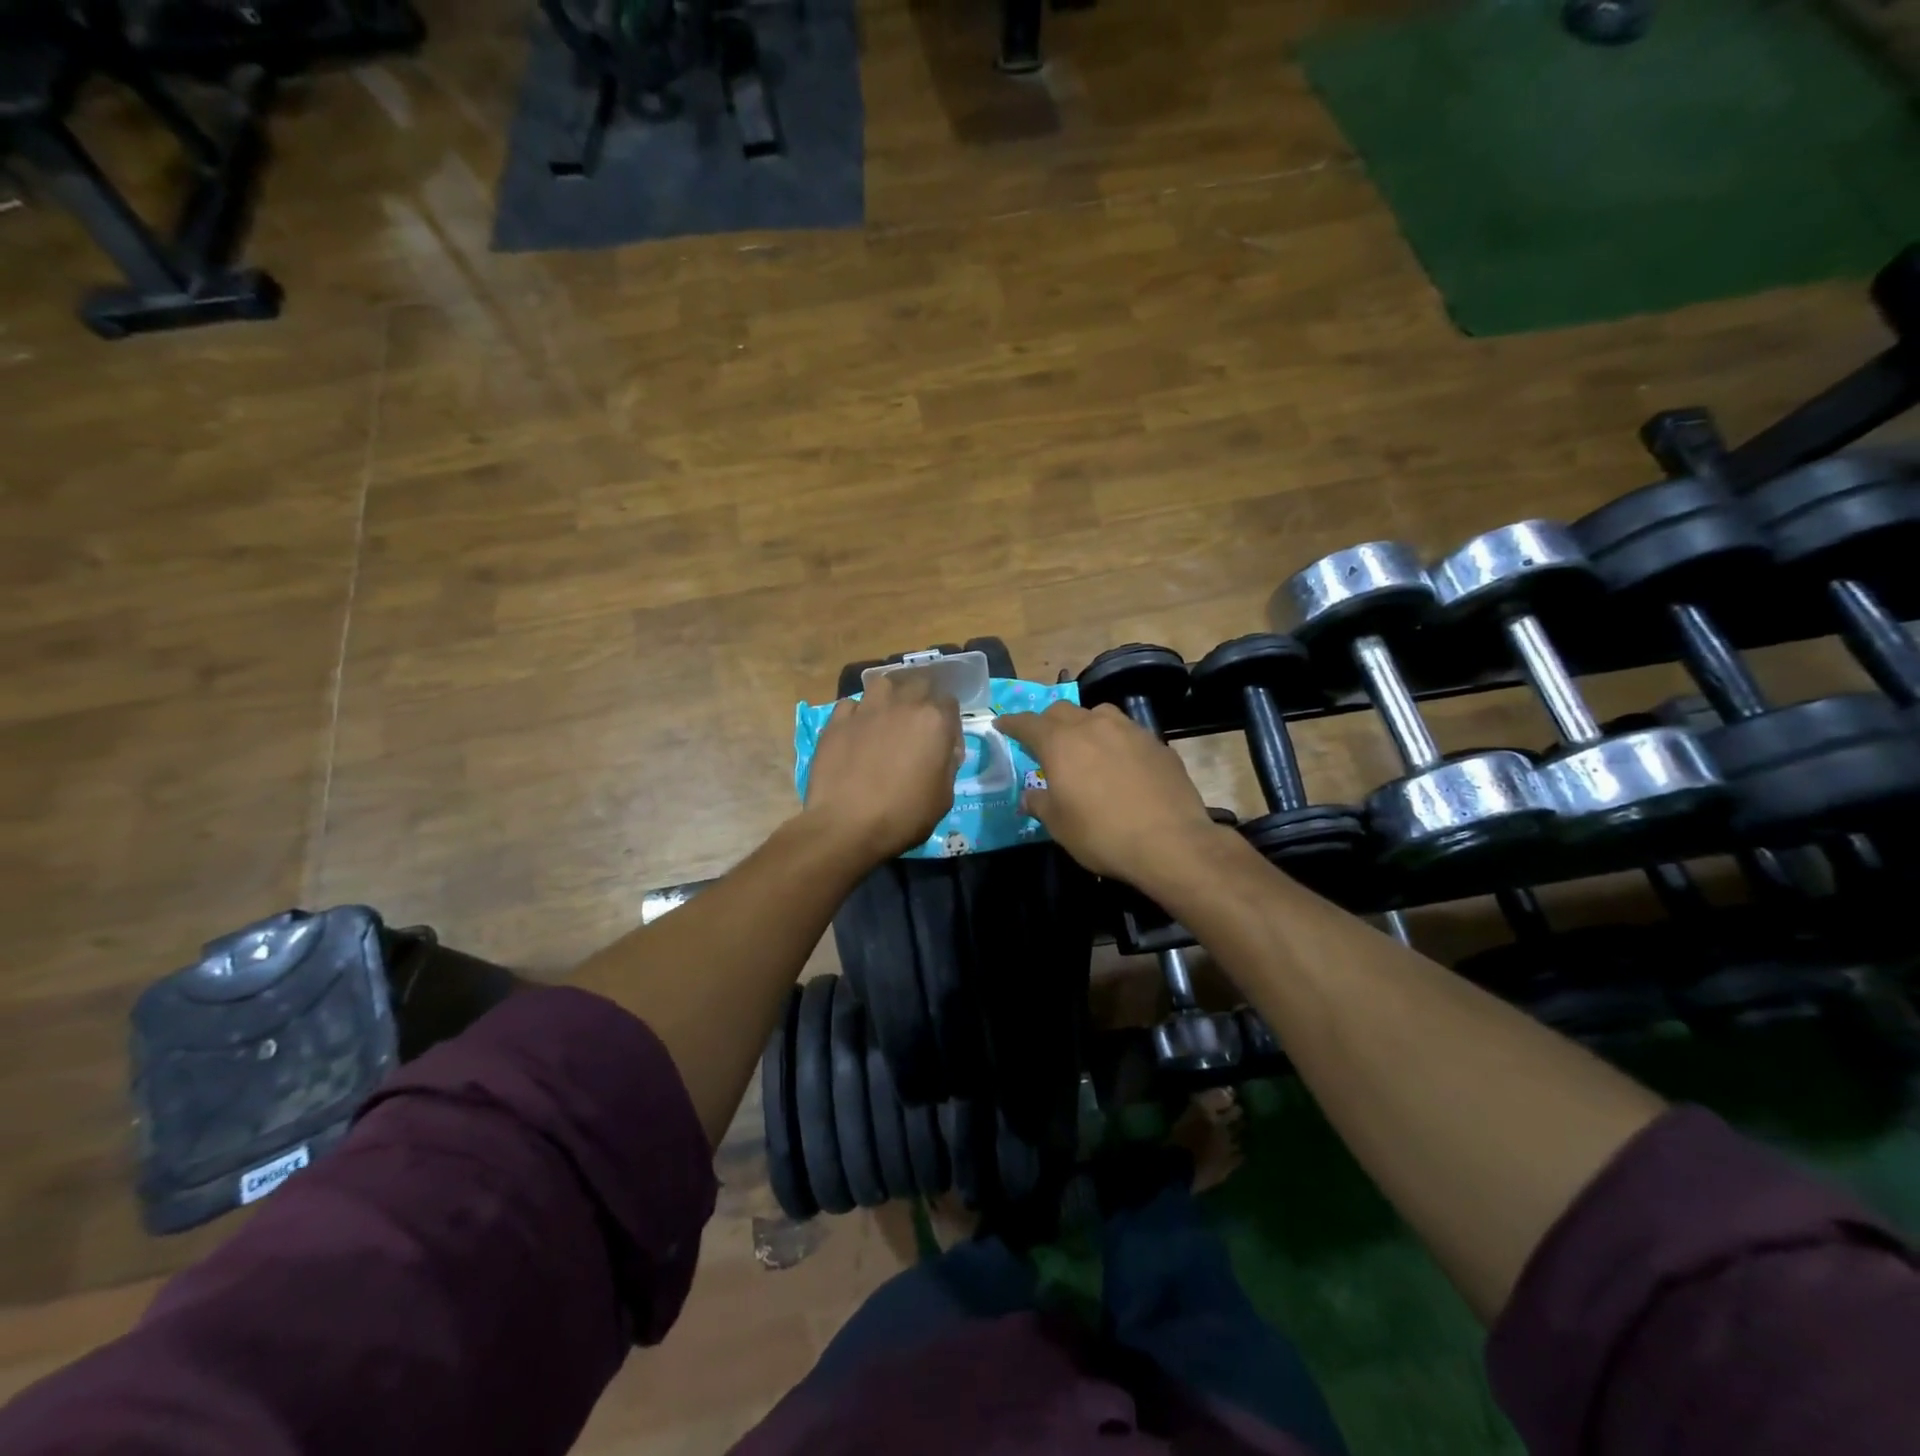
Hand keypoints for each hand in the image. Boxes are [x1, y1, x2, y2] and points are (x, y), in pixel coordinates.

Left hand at [805, 673, 962, 863]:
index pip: (950, 703)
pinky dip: (856, 713)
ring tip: (886, 717)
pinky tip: (856, 731)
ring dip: (889, 696)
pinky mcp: (837, 721)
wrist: (847, 826)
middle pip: (918, 683)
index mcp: (934, 721)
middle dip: (921, 699)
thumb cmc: (904, 816)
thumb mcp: (944, 797)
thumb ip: (948, 765)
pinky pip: (850, 704)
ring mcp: (866, 710)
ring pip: (882, 684)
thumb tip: (942, 752)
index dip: (949, 724)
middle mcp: (902, 705)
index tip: (944, 746)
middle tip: (916, 726)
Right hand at [998, 701, 1222, 887]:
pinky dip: (1114, 741)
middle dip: (1047, 722)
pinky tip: (1120, 763)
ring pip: (1098, 714)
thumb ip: (1040, 803)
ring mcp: (1129, 731)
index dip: (1012, 723)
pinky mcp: (1157, 744)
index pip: (1028, 723)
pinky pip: (1127, 732)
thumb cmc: (1102, 834)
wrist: (1170, 842)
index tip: (1002, 725)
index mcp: (1061, 742)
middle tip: (1042, 741)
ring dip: (1084, 724)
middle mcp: (1093, 726)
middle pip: (1062, 711)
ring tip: (1084, 745)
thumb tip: (1030, 796)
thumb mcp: (1059, 825)